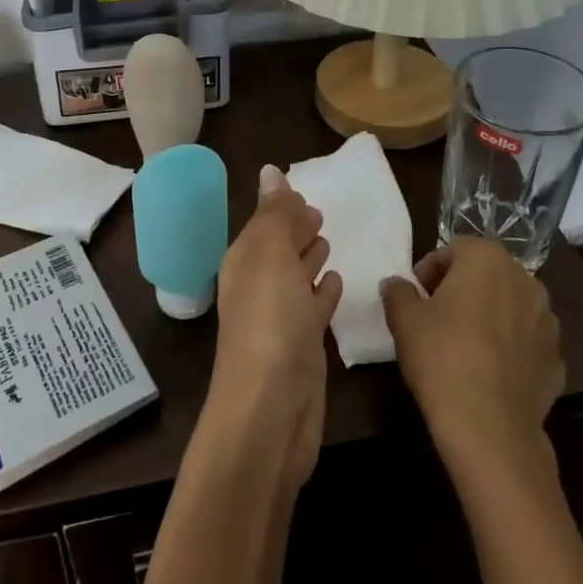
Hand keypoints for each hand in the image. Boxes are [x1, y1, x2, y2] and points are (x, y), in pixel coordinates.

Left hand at [204, 166, 343, 487]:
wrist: (271, 412)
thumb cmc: (270, 323)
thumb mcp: (271, 256)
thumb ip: (275, 214)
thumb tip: (270, 171)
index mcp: (245, 261)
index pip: (264, 224)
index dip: (281, 209)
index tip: (305, 194)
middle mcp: (258, 286)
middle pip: (278, 249)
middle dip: (295, 230)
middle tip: (319, 213)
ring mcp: (280, 320)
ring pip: (295, 277)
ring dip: (309, 259)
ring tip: (327, 242)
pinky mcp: (303, 348)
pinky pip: (313, 308)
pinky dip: (323, 293)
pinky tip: (337, 283)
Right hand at [380, 236, 566, 469]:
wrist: (489, 427)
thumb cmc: (441, 357)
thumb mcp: (404, 319)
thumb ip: (398, 291)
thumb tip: (397, 284)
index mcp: (487, 259)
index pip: (454, 249)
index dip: (431, 269)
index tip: (417, 296)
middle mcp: (524, 279)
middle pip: (486, 272)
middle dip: (463, 288)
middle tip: (437, 316)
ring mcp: (548, 320)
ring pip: (510, 305)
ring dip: (490, 314)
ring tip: (465, 345)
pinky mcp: (558, 357)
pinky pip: (527, 340)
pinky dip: (510, 346)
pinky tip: (489, 371)